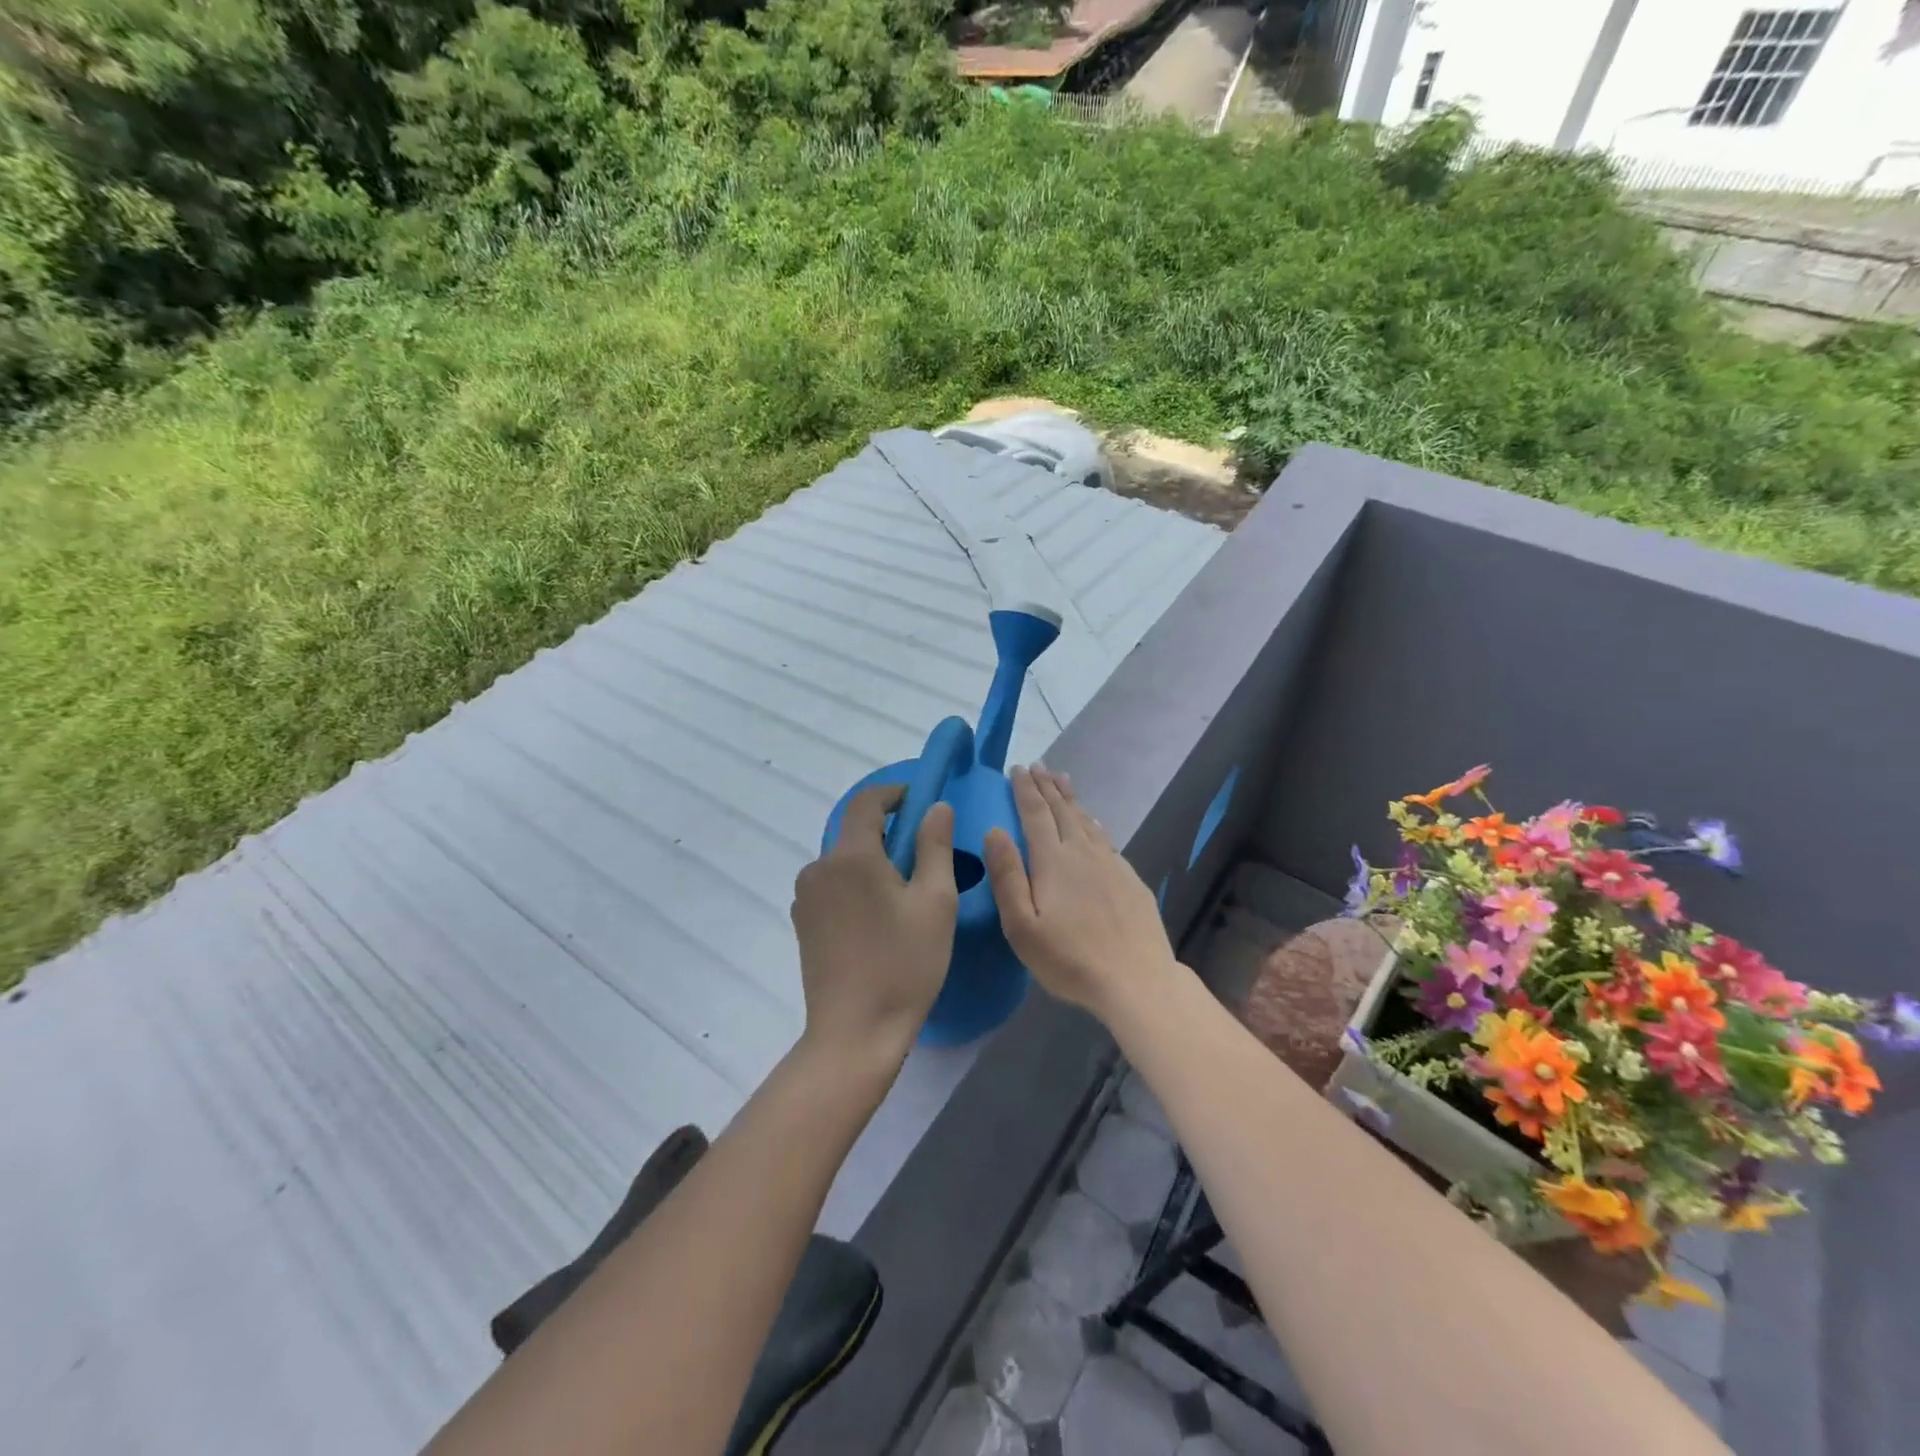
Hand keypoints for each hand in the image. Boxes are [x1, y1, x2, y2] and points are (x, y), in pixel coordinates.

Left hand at [791, 784, 957, 1063]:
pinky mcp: (803, 924)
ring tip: (906, 891)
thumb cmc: (904, 964)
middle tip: (925, 854)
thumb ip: (935, 845)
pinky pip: (833, 887)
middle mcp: (819, 868)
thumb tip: (936, 807)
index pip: (866, 802)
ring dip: (872, 862)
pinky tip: (879, 917)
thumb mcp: (935, 901)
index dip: (894, 793)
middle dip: (888, 832)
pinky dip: (856, 885)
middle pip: (854, 832)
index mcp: (850, 856)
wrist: (854, 1033)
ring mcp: (806, 898)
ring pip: (844, 861)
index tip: (921, 800)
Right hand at [984, 766, 1177, 1017]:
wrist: (1136, 979)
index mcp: (1053, 860)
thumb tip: (994, 830)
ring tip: (1062, 779)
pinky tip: (1093, 821)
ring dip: (1071, 798)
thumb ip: (1007, 876)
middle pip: (1062, 810)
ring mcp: (1110, 863)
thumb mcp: (1022, 926)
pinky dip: (1093, 821)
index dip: (1025, 789)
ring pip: (1086, 820)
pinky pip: (1105, 837)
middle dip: (1047, 786)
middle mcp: (1082, 852)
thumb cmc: (1069, 959)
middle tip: (1038, 765)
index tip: (1017, 769)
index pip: (1035, 813)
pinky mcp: (1129, 878)